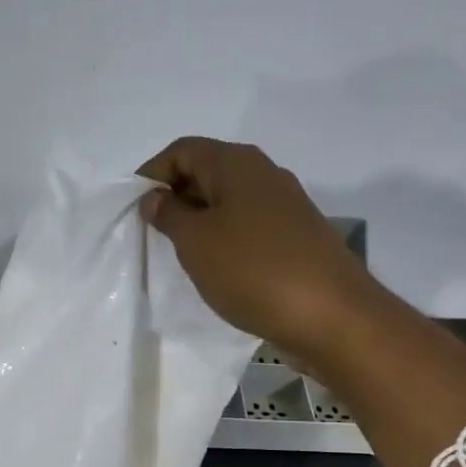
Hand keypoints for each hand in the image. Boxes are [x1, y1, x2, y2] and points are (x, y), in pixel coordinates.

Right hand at [138, 137, 378, 370]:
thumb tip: (155, 196)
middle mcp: (264, 174)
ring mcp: (285, 206)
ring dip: (200, 221)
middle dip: (175, 197)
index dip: (152, 173)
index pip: (182, 150)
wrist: (332, 315)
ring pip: (228, 201)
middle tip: (152, 234)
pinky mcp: (297, 237)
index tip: (133, 209)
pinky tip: (217, 269)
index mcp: (237, 163)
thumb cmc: (253, 270)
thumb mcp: (196, 242)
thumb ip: (169, 214)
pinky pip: (248, 226)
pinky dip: (225, 239)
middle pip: (207, 171)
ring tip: (181, 254)